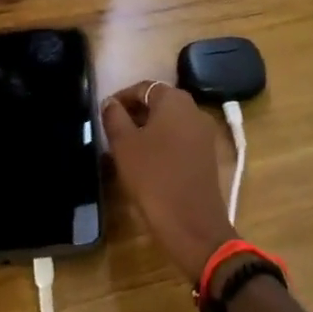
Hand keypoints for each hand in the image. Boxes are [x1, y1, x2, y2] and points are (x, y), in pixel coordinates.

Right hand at [101, 81, 236, 283]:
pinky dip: (164, 143)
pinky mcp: (208, 155)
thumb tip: (110, 102)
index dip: (121, 98)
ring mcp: (205, 133)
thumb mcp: (124, 145)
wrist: (192, 224)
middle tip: (113, 130)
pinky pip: (181, 139)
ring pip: (170, 122)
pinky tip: (148, 161)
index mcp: (174, 100)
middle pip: (159, 102)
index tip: (104, 113)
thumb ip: (114, 117)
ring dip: (149, 129)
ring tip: (127, 147)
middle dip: (135, 113)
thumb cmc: (153, 177)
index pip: (143, 87)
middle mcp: (194, 109)